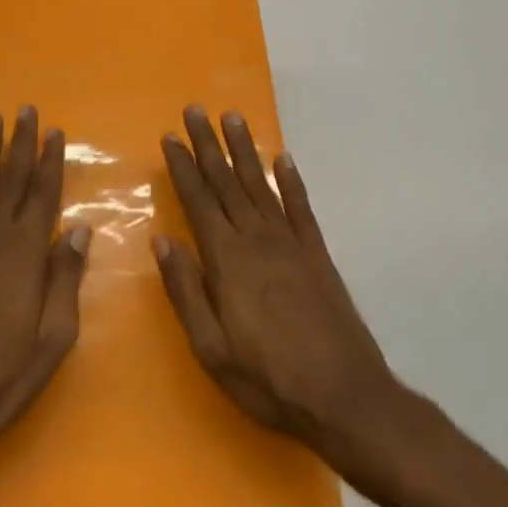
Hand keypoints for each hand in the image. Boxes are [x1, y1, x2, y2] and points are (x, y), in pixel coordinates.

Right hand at [155, 107, 402, 477]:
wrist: (345, 396)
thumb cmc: (268, 379)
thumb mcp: (211, 347)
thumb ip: (186, 291)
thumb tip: (162, 241)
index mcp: (228, 261)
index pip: (199, 201)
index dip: (183, 167)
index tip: (170, 136)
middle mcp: (258, 240)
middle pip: (227, 183)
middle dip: (208, 145)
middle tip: (195, 109)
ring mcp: (292, 244)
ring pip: (261, 186)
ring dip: (245, 151)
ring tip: (232, 118)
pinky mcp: (318, 255)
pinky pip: (301, 208)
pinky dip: (291, 182)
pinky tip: (283, 160)